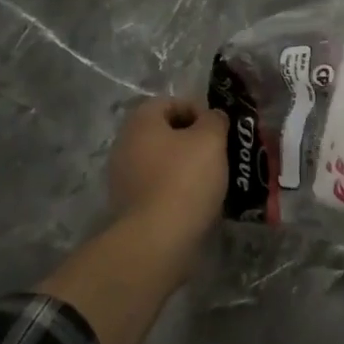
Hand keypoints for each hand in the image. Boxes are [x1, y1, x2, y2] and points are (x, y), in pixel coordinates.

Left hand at [108, 97, 227, 242]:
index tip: (219, 130)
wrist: (156, 241)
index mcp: (141, 121)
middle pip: (166, 133)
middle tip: (219, 153)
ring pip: (163, 161)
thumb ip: (215, 119)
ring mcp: (123, 178)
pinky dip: (177, 190)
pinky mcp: (129, 207)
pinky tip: (197, 201)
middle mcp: (125, 145)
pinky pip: (158, 187)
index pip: (171, 102)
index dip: (199, 111)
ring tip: (213, 179)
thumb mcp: (211, 139)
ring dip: (187, 166)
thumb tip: (212, 118)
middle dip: (194, 140)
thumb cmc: (184, 179)